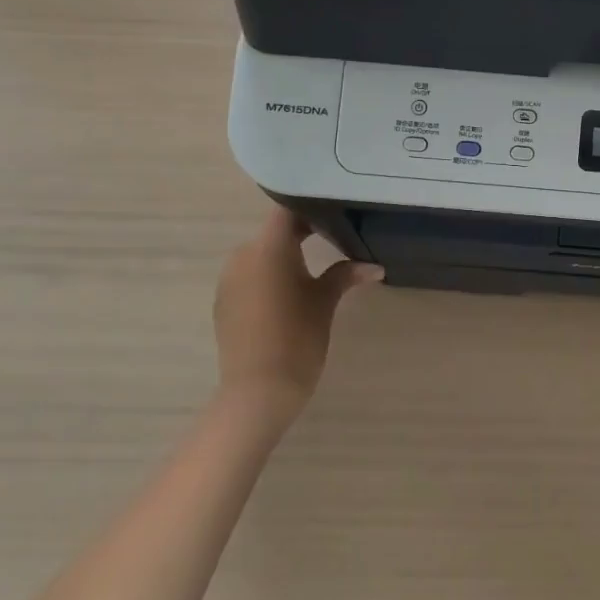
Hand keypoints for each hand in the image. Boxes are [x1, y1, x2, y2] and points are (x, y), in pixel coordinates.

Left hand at [212, 208, 382, 431]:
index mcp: (269, 247)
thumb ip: (346, 274)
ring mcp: (229, 280)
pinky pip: (249, 275)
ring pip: (261, 254)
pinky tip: (288, 293)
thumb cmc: (298, 337)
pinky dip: (269, 276)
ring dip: (284, 255)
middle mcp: (243, 255)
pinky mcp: (224, 302)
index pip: (288, 210)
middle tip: (335, 237)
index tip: (335, 211)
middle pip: (274, 231)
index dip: (311, 207)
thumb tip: (375, 267)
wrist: (258, 391)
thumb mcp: (325, 301)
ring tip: (314, 266)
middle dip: (302, 232)